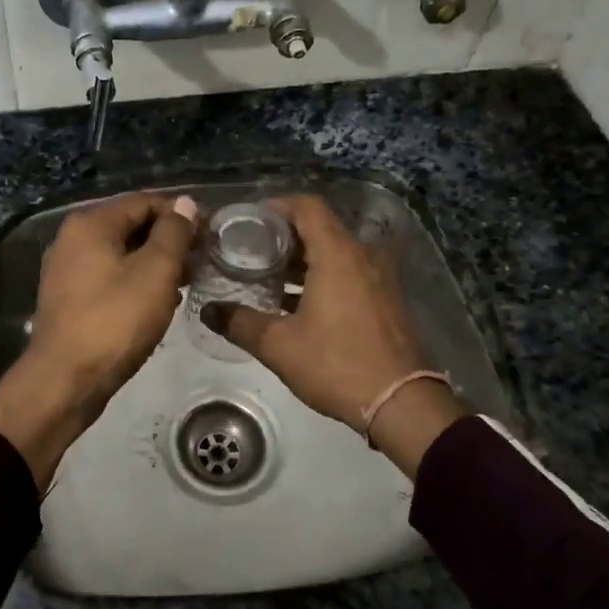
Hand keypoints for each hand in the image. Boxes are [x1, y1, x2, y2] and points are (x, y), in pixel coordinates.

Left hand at [0, 192, 198, 488]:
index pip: (145, 201)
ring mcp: (67, 270)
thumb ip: (174, 233)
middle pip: (131, 226)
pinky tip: (160, 302)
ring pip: (122, 254)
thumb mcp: (155, 272)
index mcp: (90, 224)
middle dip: (170, 240)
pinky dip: (136, 282)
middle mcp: (73, 239)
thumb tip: (185, 203)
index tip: (211, 236)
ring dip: (156, 263)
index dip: (182, 214)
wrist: (65, 381)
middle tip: (203, 261)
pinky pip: (110, 277)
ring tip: (188, 282)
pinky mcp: (70, 299)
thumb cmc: (115, 321)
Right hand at [205, 195, 463, 477]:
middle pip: (321, 228)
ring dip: (304, 260)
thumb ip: (240, 323)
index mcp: (337, 254)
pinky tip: (299, 304)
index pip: (307, 207)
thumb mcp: (278, 345)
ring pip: (336, 253)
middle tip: (252, 251)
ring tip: (269, 278)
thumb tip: (208, 311)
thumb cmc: (336, 364)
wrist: (400, 402)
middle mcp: (362, 255)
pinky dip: (324, 277)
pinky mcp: (386, 300)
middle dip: (285, 237)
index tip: (250, 220)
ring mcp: (379, 277)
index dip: (277, 206)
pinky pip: (350, 273)